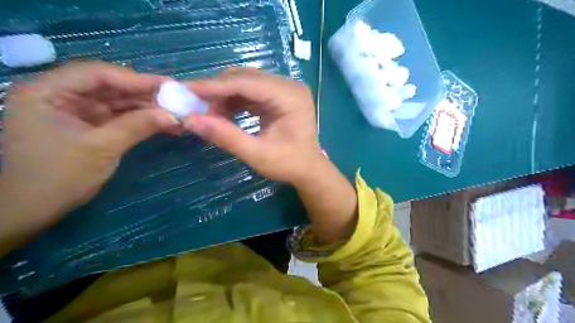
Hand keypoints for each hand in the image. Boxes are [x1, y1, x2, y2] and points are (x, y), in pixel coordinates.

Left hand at [1, 61, 177, 235]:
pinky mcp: (89, 126)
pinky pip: (119, 117)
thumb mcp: (102, 148)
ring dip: (147, 108)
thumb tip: (173, 115)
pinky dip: (141, 120)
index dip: (136, 78)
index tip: (169, 85)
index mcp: (47, 91)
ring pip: (118, 102)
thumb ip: (138, 126)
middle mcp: (60, 95)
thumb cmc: (59, 176)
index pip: (97, 74)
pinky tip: (162, 123)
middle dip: (145, 94)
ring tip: (175, 113)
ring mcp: (76, 111)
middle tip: (177, 99)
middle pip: (110, 86)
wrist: (35, 209)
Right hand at [183, 67, 321, 185]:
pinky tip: (223, 114)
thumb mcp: (257, 155)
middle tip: (194, 106)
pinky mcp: (279, 96)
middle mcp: (288, 86)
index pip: (247, 82)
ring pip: (246, 83)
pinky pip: (251, 92)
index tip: (185, 90)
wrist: (308, 169)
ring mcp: (285, 89)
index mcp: (290, 96)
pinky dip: (234, 101)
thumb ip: (226, 136)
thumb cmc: (288, 164)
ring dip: (224, 96)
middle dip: (218, 91)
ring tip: (208, 114)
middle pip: (245, 78)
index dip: (214, 86)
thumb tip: (190, 120)